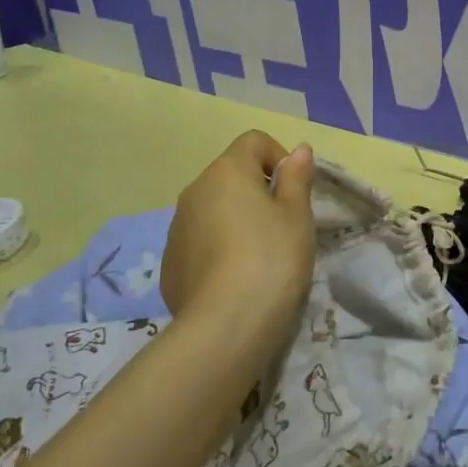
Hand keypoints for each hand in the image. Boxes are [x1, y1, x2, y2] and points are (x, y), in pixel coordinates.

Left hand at [161, 131, 316, 367]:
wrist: (227, 326)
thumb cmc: (272, 258)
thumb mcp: (297, 215)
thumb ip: (297, 178)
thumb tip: (298, 150)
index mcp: (226, 172)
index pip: (253, 141)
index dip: (279, 157)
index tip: (294, 190)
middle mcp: (194, 192)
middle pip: (230, 174)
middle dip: (258, 190)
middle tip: (283, 225)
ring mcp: (176, 229)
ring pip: (213, 209)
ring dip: (236, 219)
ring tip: (260, 256)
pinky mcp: (169, 264)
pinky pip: (199, 241)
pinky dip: (218, 248)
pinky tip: (236, 279)